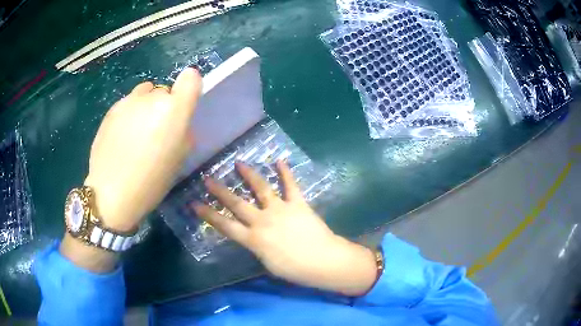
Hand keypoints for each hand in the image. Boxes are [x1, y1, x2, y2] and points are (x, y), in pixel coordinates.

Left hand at [62, 68, 201, 272]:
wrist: (111, 193)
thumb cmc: (151, 182)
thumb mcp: (179, 159)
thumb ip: (183, 131)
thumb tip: (176, 122)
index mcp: (173, 111)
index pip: (191, 78)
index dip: (190, 87)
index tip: (184, 103)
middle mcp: (152, 98)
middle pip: (165, 91)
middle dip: (164, 107)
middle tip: (155, 132)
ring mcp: (129, 101)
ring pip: (145, 94)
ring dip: (146, 107)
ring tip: (136, 132)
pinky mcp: (112, 108)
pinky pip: (128, 104)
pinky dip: (130, 115)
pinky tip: (121, 137)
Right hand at [194, 161, 377, 295]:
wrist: (324, 261)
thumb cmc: (295, 270)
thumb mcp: (268, 264)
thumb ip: (257, 247)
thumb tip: (252, 236)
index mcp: (254, 239)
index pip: (224, 225)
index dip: (208, 214)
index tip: (194, 203)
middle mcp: (263, 220)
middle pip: (237, 203)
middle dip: (220, 191)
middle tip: (208, 178)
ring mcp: (281, 209)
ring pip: (261, 189)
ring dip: (249, 175)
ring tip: (239, 163)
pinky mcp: (298, 204)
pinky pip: (291, 185)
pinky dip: (286, 172)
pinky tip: (280, 160)